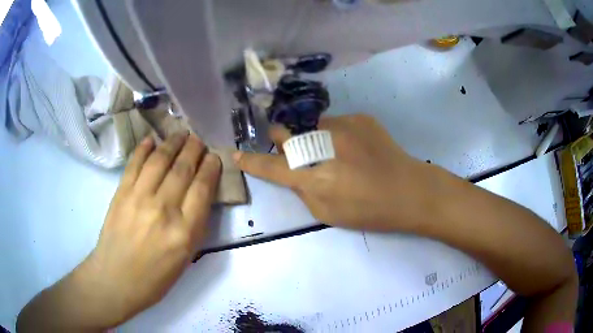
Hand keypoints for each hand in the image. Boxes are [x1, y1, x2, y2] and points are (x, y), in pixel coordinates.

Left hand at [80, 133, 220, 325]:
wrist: (116, 279)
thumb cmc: (155, 277)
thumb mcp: (185, 258)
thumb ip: (194, 225)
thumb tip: (198, 194)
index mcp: (185, 232)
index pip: (202, 188)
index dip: (210, 167)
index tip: (213, 156)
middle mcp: (164, 209)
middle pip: (183, 169)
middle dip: (194, 149)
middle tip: (198, 139)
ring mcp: (139, 198)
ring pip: (160, 160)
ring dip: (173, 143)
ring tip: (180, 134)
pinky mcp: (121, 193)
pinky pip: (134, 164)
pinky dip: (143, 148)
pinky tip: (151, 139)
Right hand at [234, 114, 432, 231]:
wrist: (410, 190)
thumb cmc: (369, 210)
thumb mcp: (328, 213)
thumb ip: (303, 191)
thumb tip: (292, 171)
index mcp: (315, 177)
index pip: (272, 167)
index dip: (251, 161)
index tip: (236, 154)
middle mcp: (323, 145)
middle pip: (285, 134)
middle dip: (282, 142)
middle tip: (295, 152)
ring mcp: (343, 126)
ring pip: (311, 126)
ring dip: (313, 138)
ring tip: (336, 153)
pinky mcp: (360, 117)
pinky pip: (336, 123)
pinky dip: (337, 135)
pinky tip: (355, 148)